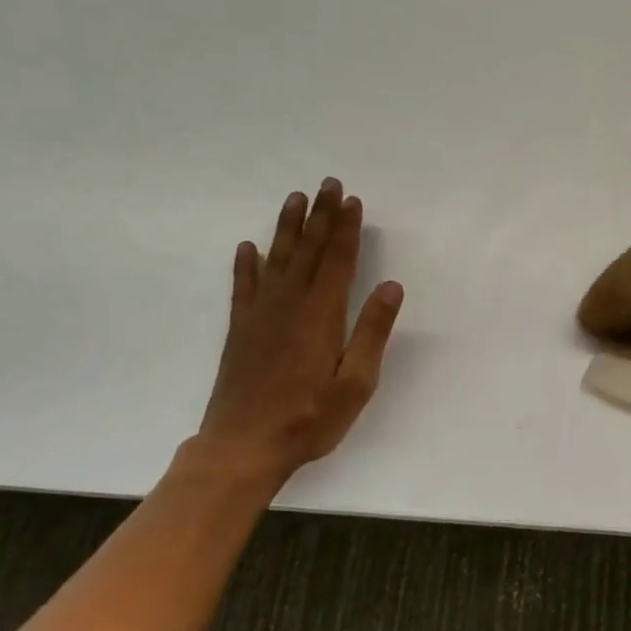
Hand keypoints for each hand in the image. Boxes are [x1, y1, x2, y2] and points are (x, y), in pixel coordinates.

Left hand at [193, 178, 403, 489]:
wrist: (242, 447)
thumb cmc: (309, 419)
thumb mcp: (355, 383)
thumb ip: (372, 332)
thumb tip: (390, 286)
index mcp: (321, 317)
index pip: (337, 261)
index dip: (345, 229)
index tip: (351, 200)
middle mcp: (289, 306)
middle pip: (307, 251)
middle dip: (319, 216)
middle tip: (326, 183)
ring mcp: (260, 317)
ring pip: (276, 260)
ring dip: (286, 228)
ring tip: (294, 199)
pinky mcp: (240, 331)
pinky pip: (243, 288)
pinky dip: (245, 265)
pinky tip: (247, 247)